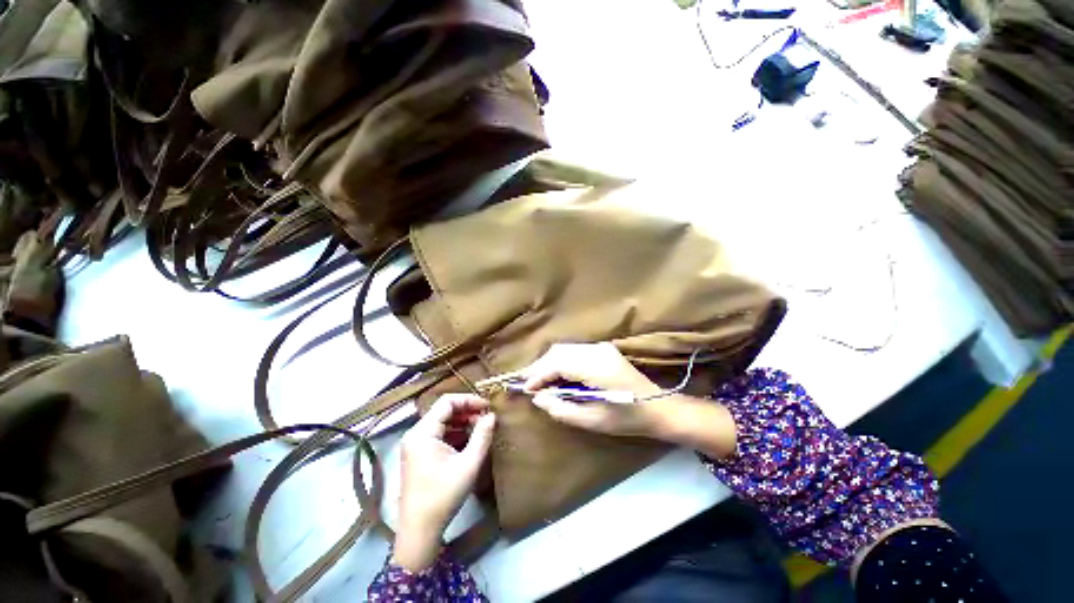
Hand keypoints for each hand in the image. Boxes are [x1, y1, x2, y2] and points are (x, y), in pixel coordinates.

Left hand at [393, 394, 495, 571]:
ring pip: (441, 422)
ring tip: (481, 428)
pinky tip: (469, 440)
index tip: (487, 407)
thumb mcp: (469, 464)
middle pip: (443, 410)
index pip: (447, 402)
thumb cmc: (443, 496)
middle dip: (467, 411)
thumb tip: (492, 416)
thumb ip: (482, 436)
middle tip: (486, 418)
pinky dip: (454, 433)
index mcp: (423, 432)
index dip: (469, 400)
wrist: (419, 531)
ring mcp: (414, 444)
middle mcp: (415, 434)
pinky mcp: (417, 454)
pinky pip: (438, 434)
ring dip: (462, 422)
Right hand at [520, 342, 663, 436]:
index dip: (539, 375)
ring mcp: (601, 347)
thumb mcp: (592, 421)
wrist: (658, 407)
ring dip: (548, 363)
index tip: (525, 389)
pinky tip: (554, 374)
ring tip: (537, 380)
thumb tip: (538, 397)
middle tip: (526, 383)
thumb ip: (561, 409)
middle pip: (558, 351)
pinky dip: (560, 361)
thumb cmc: (627, 418)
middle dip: (539, 366)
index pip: (558, 363)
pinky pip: (573, 351)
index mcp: (597, 367)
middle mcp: (597, 350)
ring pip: (564, 349)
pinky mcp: (602, 349)